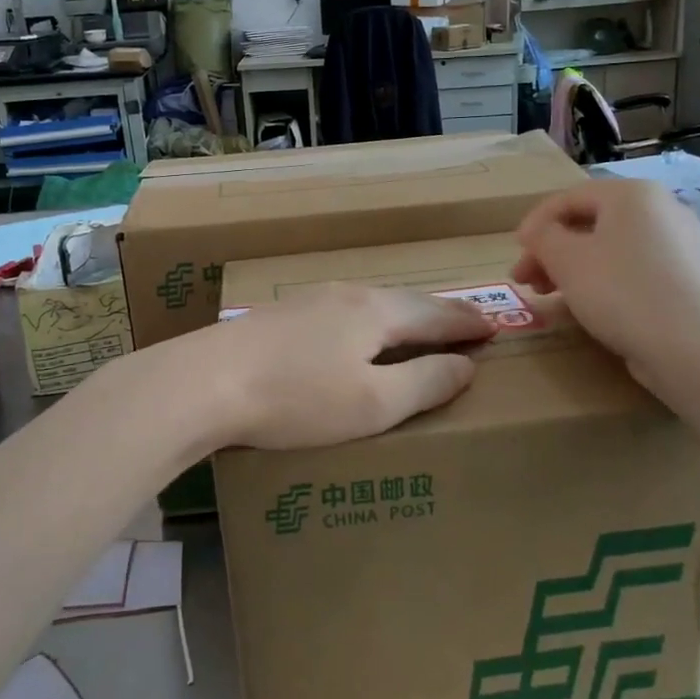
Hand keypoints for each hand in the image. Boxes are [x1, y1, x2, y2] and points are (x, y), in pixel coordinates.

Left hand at [177, 285, 495, 450]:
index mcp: (376, 311)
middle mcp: (347, 294)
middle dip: (440, 313)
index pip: (437, 314)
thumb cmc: (298, 399)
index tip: (494, 328)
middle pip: (406, 301)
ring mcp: (309, 300)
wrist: (204, 382)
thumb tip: (466, 365)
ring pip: (372, 303)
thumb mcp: (373, 403)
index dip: (468, 324)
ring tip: (418, 329)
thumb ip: (426, 383)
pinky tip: (357, 336)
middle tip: (467, 323)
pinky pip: (343, 311)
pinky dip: (370, 322)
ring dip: (403, 315)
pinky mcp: (281, 315)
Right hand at [512, 180, 699, 391]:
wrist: (693, 348)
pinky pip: (632, 270)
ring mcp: (678, 246)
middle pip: (590, 224)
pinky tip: (583, 307)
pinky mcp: (685, 279)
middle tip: (524, 280)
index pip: (570, 197)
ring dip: (571, 269)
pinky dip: (602, 282)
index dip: (535, 222)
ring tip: (547, 296)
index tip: (515, 250)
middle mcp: (661, 210)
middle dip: (551, 251)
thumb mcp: (566, 260)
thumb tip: (538, 232)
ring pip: (610, 249)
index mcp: (633, 194)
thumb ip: (542, 237)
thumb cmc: (621, 291)